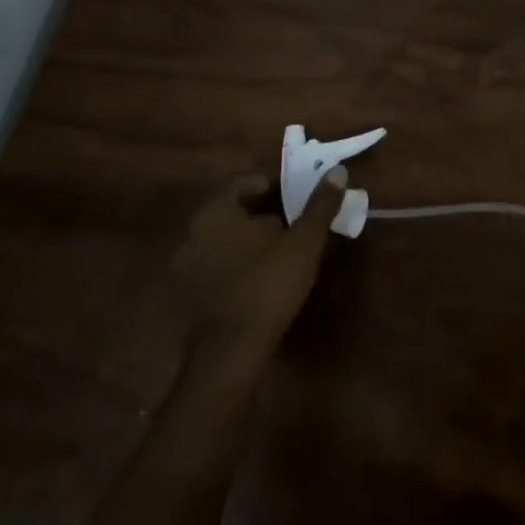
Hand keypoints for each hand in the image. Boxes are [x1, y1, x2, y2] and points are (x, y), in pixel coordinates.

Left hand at [170, 170, 344, 361]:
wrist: (230, 354)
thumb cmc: (267, 285)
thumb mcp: (303, 242)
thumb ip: (320, 205)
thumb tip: (337, 171)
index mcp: (216, 212)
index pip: (245, 182)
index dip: (275, 184)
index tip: (299, 194)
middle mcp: (194, 233)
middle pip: (235, 211)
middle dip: (266, 213)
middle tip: (297, 221)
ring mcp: (187, 267)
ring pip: (226, 239)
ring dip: (253, 240)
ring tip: (286, 250)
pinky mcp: (190, 296)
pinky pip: (219, 265)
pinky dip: (240, 263)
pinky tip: (265, 277)